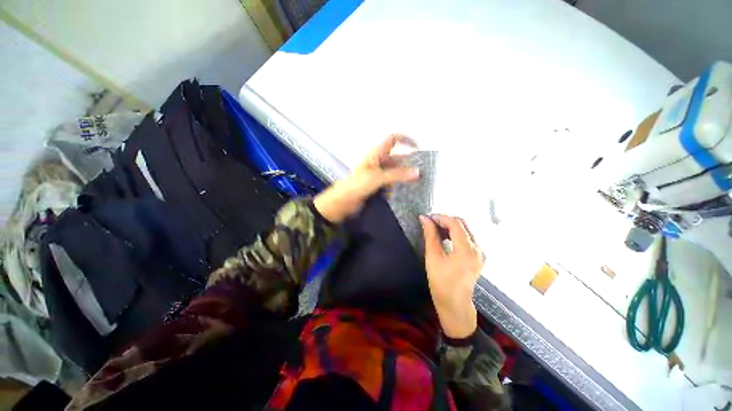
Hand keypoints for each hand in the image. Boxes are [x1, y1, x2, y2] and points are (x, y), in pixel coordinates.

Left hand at [313, 134, 419, 223]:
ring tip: (419, 183)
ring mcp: (377, 175)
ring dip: (405, 176)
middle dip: (409, 163)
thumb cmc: (355, 185)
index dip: (405, 140)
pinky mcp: (377, 186)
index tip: (418, 148)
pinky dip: (399, 186)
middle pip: (397, 158)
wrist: (342, 202)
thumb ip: (397, 174)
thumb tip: (417, 172)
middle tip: (423, 172)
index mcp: (376, 154)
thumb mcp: (377, 177)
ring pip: (395, 172)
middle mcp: (378, 162)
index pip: (393, 140)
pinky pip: (391, 183)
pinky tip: (407, 192)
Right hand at [420, 215, 484, 338]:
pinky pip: (468, 237)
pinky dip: (456, 233)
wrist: (455, 303)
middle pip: (463, 224)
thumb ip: (430, 235)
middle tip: (430, 223)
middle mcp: (478, 249)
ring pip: (466, 229)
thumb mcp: (433, 257)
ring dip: (450, 226)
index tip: (428, 218)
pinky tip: (445, 237)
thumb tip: (424, 218)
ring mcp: (481, 252)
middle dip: (446, 220)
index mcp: (467, 250)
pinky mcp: (479, 255)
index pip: (456, 224)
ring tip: (435, 229)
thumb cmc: (440, 282)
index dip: (441, 217)